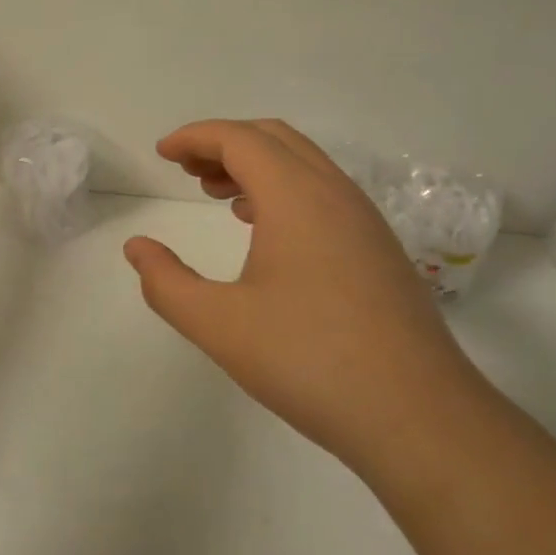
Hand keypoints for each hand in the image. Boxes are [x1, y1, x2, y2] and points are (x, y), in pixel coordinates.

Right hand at [123, 120, 478, 476]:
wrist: (418, 416)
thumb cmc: (309, 361)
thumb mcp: (220, 325)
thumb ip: (167, 283)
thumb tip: (137, 248)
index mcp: (296, 196)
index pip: (239, 139)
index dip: (195, 138)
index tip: (162, 154)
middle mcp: (335, 193)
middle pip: (274, 139)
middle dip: (224, 144)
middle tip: (186, 170)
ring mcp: (364, 220)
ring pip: (303, 164)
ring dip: (256, 166)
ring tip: (217, 195)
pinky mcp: (379, 248)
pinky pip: (324, 193)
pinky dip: (285, 190)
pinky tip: (266, 230)